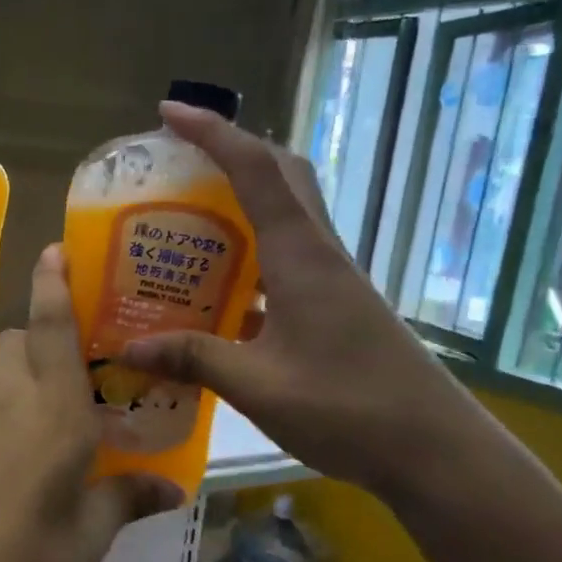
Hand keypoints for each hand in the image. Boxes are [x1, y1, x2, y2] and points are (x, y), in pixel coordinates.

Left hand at [0, 246, 181, 561]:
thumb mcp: (90, 535)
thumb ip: (128, 499)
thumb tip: (173, 488)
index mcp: (54, 410)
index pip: (54, 327)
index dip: (54, 283)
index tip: (53, 249)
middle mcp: (6, 399)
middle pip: (19, 343)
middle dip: (43, 343)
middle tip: (71, 379)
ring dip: (17, 381)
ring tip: (40, 427)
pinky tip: (3, 464)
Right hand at [121, 102, 480, 495]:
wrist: (432, 448)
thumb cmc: (348, 408)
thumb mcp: (258, 386)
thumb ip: (194, 360)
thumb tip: (129, 349)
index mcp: (302, 257)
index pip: (256, 172)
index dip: (213, 134)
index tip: (170, 113)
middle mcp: (321, 254)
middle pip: (283, 176)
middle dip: (234, 153)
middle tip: (182, 161)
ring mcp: (333, 281)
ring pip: (290, 214)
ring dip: (246, 199)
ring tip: (192, 217)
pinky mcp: (337, 306)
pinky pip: (289, 258)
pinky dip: (254, 252)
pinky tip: (222, 288)